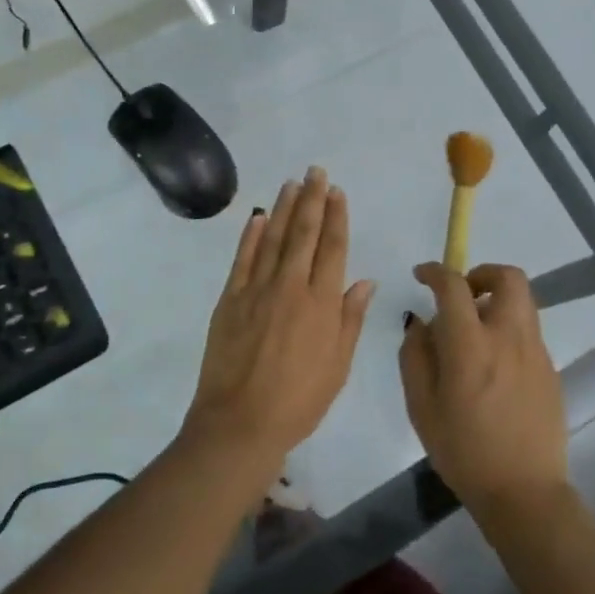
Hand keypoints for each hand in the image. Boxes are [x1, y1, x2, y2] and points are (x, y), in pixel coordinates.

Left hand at [182, 167, 375, 484]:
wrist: (241, 422)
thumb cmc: (299, 401)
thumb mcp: (338, 365)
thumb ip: (350, 318)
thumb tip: (364, 280)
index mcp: (322, 304)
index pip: (333, 248)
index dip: (336, 217)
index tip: (337, 192)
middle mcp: (291, 287)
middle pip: (304, 234)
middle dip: (312, 200)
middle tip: (316, 171)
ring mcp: (256, 290)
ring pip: (274, 238)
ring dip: (284, 208)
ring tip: (292, 183)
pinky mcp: (229, 299)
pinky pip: (243, 259)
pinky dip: (251, 236)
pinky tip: (259, 217)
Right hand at [400, 262, 568, 511]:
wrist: (523, 491)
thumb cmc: (462, 451)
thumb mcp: (421, 405)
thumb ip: (415, 355)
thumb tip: (421, 323)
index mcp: (470, 345)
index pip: (454, 286)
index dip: (435, 271)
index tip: (421, 275)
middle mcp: (508, 337)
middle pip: (508, 277)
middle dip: (482, 273)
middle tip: (462, 294)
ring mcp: (536, 352)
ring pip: (523, 301)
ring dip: (497, 300)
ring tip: (475, 331)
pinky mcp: (551, 369)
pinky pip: (528, 331)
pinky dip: (508, 329)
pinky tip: (493, 365)